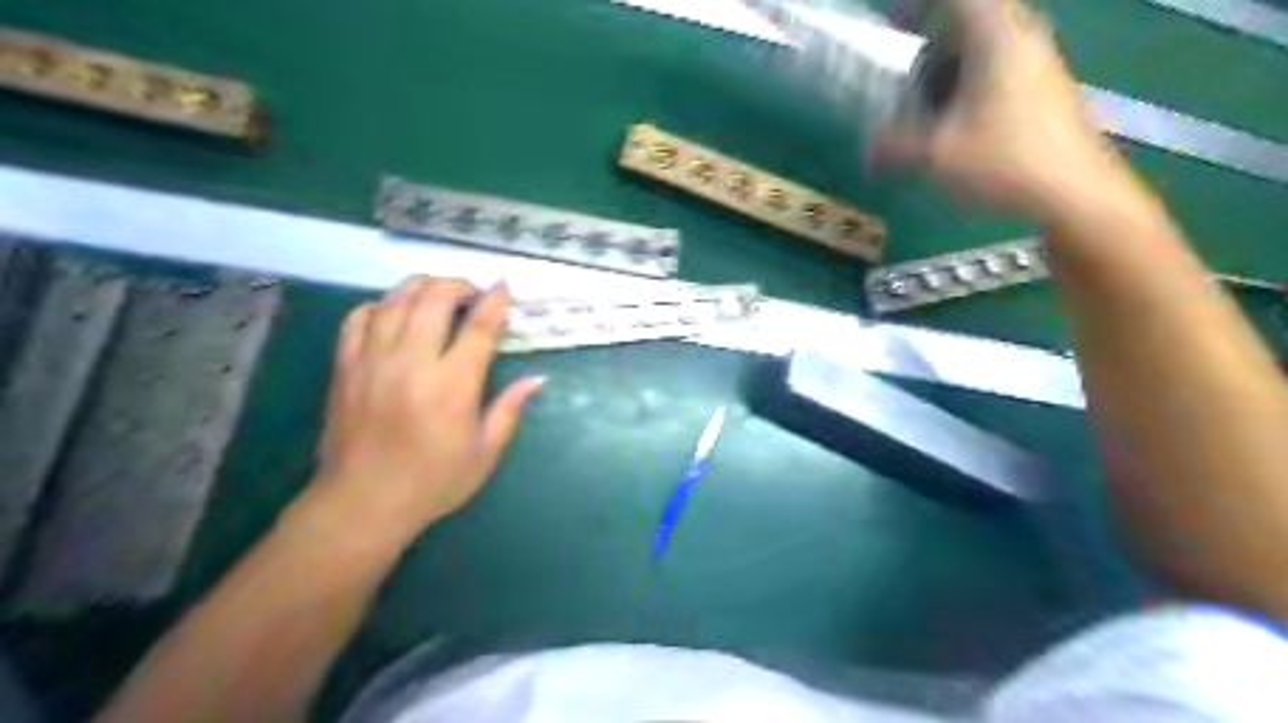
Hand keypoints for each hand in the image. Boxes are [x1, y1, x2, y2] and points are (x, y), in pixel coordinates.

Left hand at [285, 278, 541, 548]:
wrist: (362, 503)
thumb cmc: (433, 482)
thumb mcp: (485, 453)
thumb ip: (509, 410)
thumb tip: (535, 379)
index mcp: (452, 386)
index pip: (479, 328)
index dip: (495, 302)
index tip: (503, 286)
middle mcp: (412, 363)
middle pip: (434, 299)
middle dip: (459, 285)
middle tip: (473, 293)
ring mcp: (373, 361)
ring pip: (396, 300)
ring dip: (423, 287)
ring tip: (439, 294)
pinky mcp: (345, 366)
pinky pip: (359, 317)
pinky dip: (381, 304)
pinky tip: (395, 312)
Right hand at [876, 0, 1134, 220]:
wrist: (1074, 193)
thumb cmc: (1004, 162)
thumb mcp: (936, 156)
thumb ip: (894, 145)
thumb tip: (866, 147)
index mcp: (996, 37)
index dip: (917, 6)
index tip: (888, 18)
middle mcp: (1020, 38)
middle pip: (968, 18)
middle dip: (929, 35)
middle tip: (896, 59)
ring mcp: (1035, 63)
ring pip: (981, 46)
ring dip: (946, 63)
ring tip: (916, 96)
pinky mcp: (1040, 90)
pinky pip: (994, 69)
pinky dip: (964, 82)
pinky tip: (948, 120)